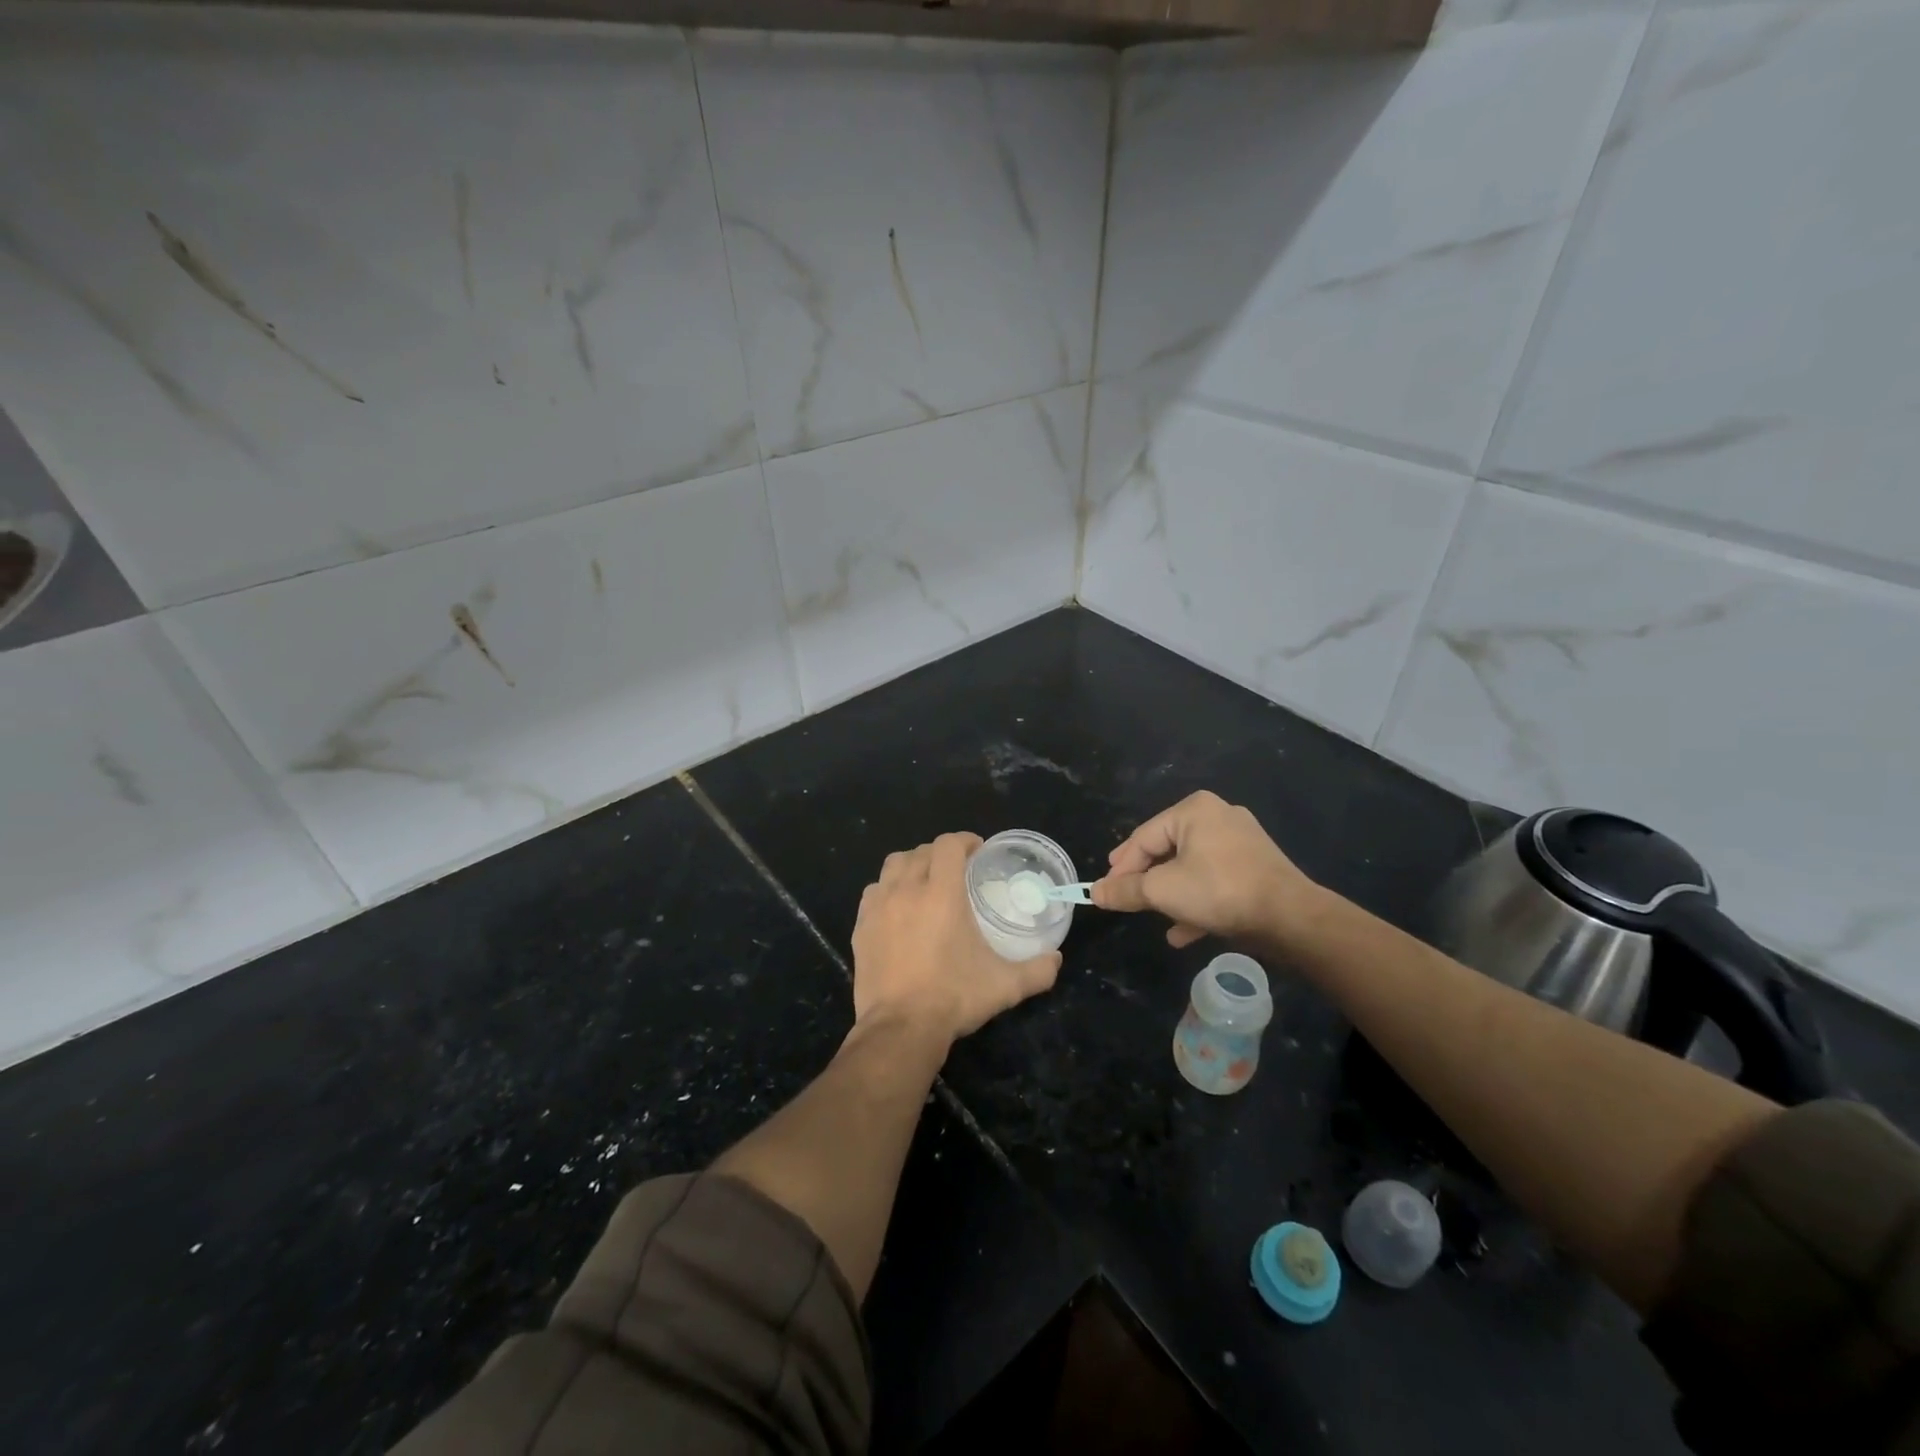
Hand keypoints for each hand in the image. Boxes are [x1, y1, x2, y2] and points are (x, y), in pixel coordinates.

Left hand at [852, 833, 1061, 1043]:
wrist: (901, 1028)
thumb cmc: (954, 998)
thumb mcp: (1005, 986)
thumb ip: (1037, 970)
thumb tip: (1057, 959)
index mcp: (942, 894)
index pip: (948, 845)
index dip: (964, 841)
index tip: (977, 850)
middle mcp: (907, 891)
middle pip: (920, 852)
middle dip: (940, 853)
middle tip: (956, 869)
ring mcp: (879, 908)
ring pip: (892, 866)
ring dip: (911, 865)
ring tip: (924, 881)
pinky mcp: (861, 927)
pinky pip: (873, 892)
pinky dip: (887, 889)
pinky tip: (897, 907)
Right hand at [1092, 791, 1322, 948]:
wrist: (1290, 918)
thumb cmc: (1219, 891)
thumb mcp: (1162, 891)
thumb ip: (1126, 890)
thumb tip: (1094, 892)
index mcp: (1194, 810)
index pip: (1144, 837)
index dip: (1121, 867)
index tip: (1105, 892)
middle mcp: (1218, 817)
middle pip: (1167, 850)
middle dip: (1146, 879)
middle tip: (1125, 896)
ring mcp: (1241, 842)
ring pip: (1191, 867)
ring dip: (1170, 894)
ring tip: (1153, 916)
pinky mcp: (1256, 867)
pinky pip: (1215, 881)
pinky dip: (1197, 901)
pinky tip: (1182, 932)